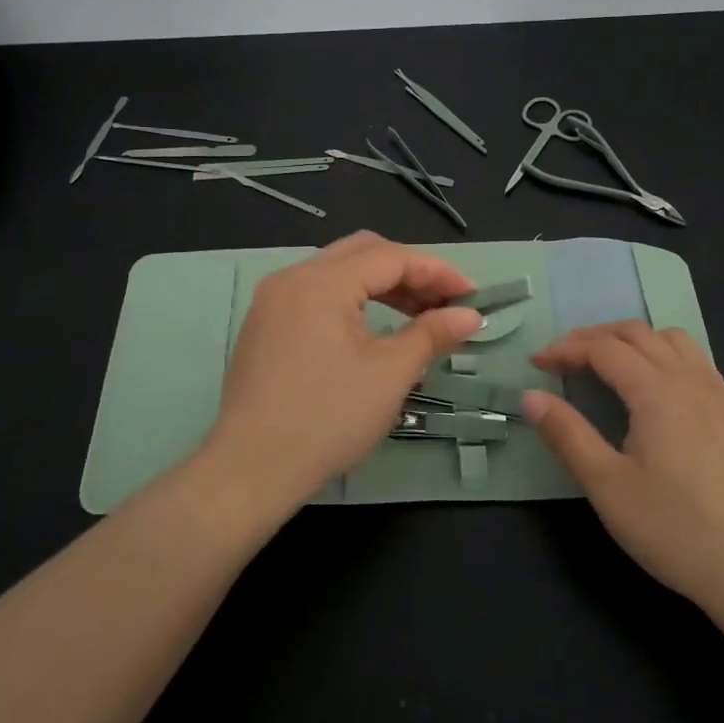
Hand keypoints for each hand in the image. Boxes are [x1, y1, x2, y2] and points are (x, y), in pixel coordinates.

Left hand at [196, 232, 480, 526]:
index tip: (472, 297)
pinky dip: (351, 301)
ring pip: (337, 272)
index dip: (438, 273)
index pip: (391, 258)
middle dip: (410, 272)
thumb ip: (432, 334)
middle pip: (362, 253)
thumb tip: (470, 315)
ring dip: (381, 285)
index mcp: (322, 282)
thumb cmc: (327, 418)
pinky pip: (316, 294)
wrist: (251, 469)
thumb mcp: (390, 374)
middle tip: (444, 303)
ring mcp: (272, 300)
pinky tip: (372, 329)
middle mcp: (292, 277)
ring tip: (417, 316)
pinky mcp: (263, 325)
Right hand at [524, 321, 723, 614]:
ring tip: (606, 364)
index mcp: (657, 392)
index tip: (536, 363)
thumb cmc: (674, 529)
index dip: (566, 349)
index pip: (604, 348)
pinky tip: (655, 390)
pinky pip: (696, 361)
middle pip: (637, 334)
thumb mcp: (607, 486)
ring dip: (632, 340)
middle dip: (594, 337)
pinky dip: (663, 355)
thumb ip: (566, 434)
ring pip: (672, 340)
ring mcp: (720, 396)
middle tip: (562, 359)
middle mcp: (691, 380)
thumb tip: (530, 396)